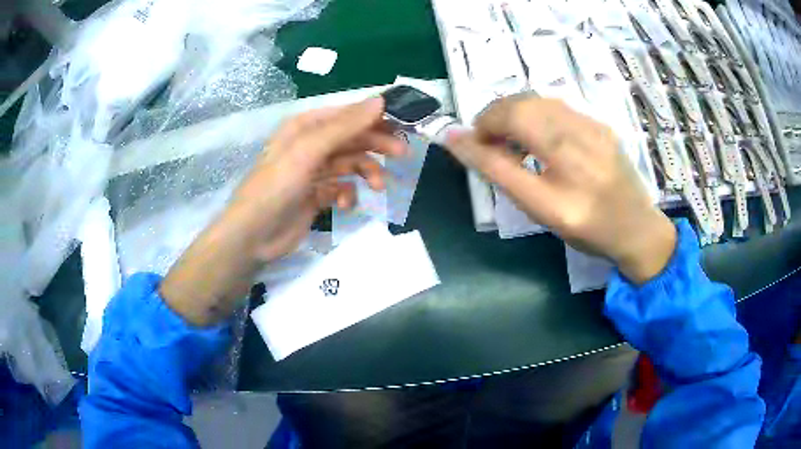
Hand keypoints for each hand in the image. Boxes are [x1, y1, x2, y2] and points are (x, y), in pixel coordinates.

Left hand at [160, 98, 406, 325]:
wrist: (253, 236)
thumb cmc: (277, 186)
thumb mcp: (310, 150)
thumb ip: (345, 126)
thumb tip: (380, 100)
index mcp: (306, 126)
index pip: (347, 114)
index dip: (374, 117)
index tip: (403, 124)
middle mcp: (310, 145)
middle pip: (351, 138)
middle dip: (376, 145)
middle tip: (401, 154)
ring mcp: (313, 172)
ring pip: (349, 164)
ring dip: (365, 172)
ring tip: (378, 186)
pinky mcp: (316, 196)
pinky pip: (341, 188)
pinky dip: (347, 194)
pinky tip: (345, 204)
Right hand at [445, 95, 675, 284]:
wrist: (637, 228)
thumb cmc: (587, 228)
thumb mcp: (540, 210)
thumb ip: (499, 172)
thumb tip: (457, 140)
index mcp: (566, 168)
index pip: (511, 125)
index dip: (481, 128)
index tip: (468, 141)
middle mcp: (582, 138)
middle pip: (523, 104)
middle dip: (495, 117)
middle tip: (489, 142)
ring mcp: (594, 126)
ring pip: (539, 101)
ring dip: (514, 113)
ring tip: (511, 138)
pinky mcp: (600, 124)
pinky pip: (557, 107)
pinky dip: (536, 115)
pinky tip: (539, 136)